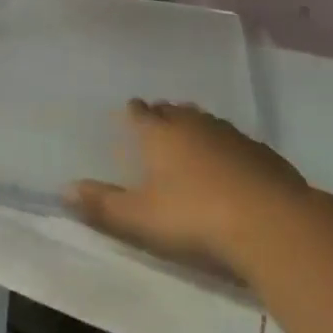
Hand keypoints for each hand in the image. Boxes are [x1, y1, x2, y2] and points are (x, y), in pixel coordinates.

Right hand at [66, 99, 309, 277]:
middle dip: (163, 115)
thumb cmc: (194, 217)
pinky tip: (229, 163)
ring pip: (205, 121)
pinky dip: (225, 146)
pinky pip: (234, 140)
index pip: (140, 113)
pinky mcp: (260, 151)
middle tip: (157, 123)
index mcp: (160, 134)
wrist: (269, 221)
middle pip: (173, 111)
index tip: (129, 112)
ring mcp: (230, 134)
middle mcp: (193, 124)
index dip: (133, 113)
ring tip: (190, 137)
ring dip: (194, 126)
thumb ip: (103, 204)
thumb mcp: (140, 218)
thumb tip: (64, 189)